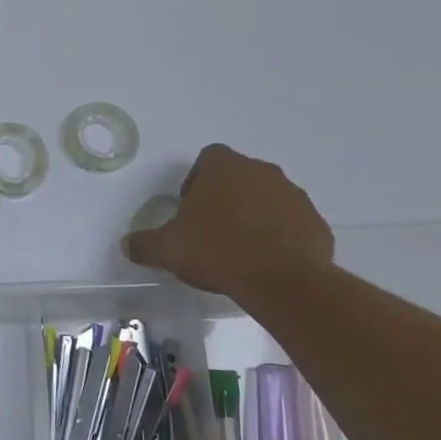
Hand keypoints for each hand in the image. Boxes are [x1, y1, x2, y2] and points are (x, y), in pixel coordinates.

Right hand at [122, 143, 334, 297]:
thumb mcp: (168, 249)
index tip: (190, 210)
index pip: (207, 159)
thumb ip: (144, 244)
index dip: (196, 182)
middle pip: (238, 177)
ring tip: (241, 250)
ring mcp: (293, 194)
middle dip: (226, 198)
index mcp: (224, 167)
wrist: (282, 280)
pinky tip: (267, 262)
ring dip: (254, 215)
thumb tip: (125, 245)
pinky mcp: (315, 221)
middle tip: (212, 231)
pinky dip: (280, 236)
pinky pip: (291, 223)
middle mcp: (261, 170)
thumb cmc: (218, 251)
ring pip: (267, 198)